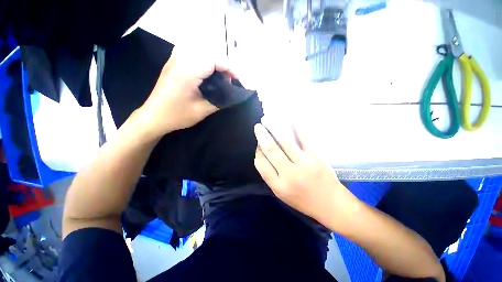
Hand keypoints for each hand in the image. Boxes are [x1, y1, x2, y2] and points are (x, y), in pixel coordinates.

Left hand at [137, 46, 235, 137]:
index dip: (229, 67)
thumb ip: (220, 101)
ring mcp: (175, 60)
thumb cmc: (177, 115)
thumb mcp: (202, 110)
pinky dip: (203, 59)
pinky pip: (191, 53)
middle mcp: (180, 60)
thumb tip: (233, 95)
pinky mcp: (173, 63)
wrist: (154, 116)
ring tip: (221, 75)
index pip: (213, 60)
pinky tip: (207, 70)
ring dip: (214, 60)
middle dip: (223, 64)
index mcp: (188, 72)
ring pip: (200, 50)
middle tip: (230, 79)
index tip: (237, 79)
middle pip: (208, 52)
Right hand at [253, 123, 358, 224]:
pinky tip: (290, 118)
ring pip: (285, 142)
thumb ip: (270, 175)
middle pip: (271, 150)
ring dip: (275, 128)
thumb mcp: (281, 194)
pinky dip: (296, 127)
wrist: (331, 204)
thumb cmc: (303, 201)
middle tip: (258, 126)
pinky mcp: (316, 156)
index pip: (261, 164)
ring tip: (268, 119)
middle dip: (262, 136)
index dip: (258, 152)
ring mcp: (304, 163)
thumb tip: (262, 154)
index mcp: (279, 186)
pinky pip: (304, 138)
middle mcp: (289, 174)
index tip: (258, 145)